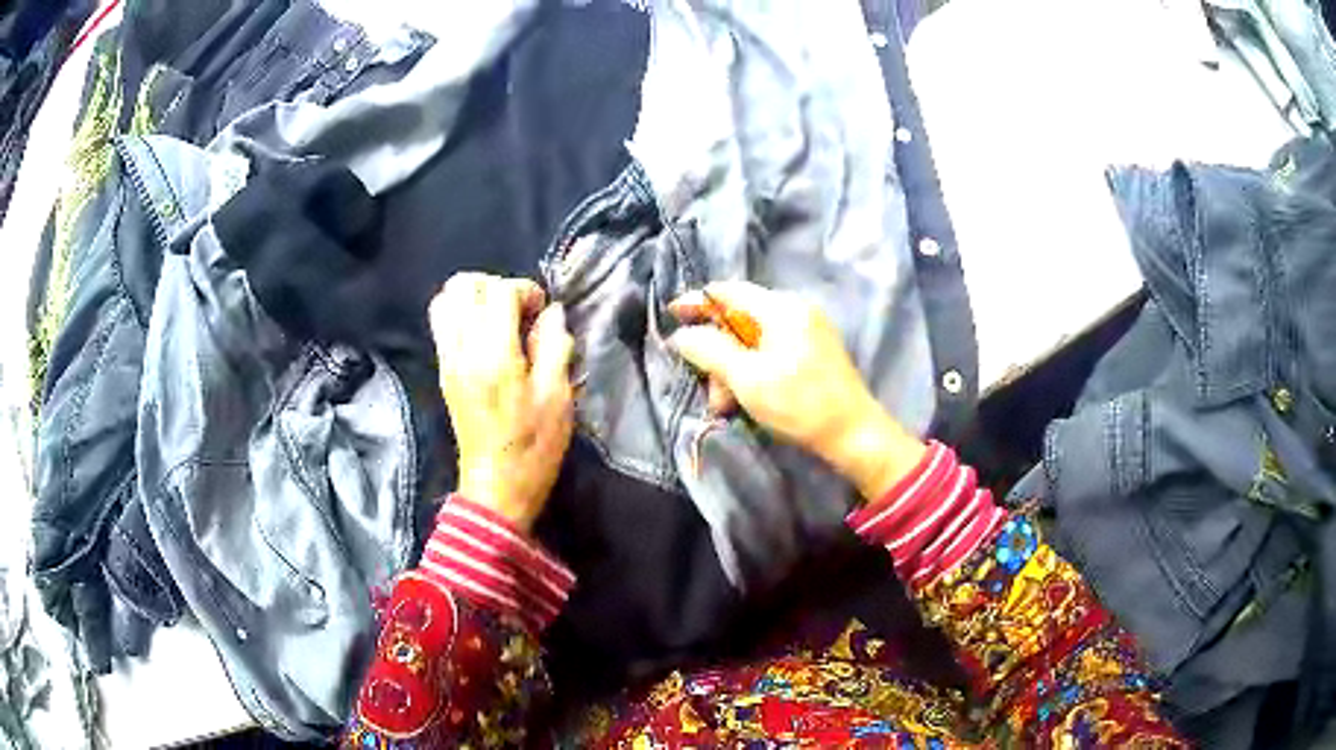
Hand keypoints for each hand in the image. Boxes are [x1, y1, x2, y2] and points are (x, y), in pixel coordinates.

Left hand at [430, 273, 574, 532]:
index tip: (542, 311)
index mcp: (494, 355)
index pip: (498, 291)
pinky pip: (441, 323)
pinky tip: (486, 335)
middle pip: (463, 285)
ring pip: (445, 300)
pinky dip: (461, 314)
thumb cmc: (534, 447)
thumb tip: (552, 313)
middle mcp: (463, 350)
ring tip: (499, 317)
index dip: (525, 290)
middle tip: (518, 308)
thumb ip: (554, 346)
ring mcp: (447, 360)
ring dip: (474, 297)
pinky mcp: (443, 371)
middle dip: (494, 285)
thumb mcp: (558, 398)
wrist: (496, 487)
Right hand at [668, 282, 924, 500]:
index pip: (727, 291)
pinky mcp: (814, 351)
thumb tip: (681, 334)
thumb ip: (709, 350)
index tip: (671, 317)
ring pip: (754, 340)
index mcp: (780, 307)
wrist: (854, 434)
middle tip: (712, 392)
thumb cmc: (800, 404)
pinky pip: (772, 351)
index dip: (697, 303)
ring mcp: (808, 330)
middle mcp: (795, 309)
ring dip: (734, 369)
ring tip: (728, 405)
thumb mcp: (747, 378)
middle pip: (739, 320)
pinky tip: (749, 399)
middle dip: (717, 354)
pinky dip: (754, 371)